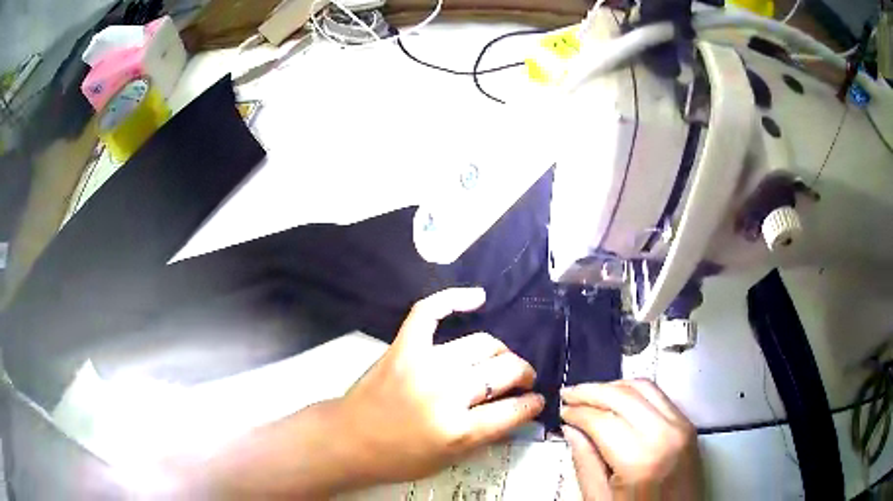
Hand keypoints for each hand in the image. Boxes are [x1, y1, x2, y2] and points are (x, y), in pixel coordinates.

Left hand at [336, 288, 544, 483]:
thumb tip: (519, 410)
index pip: (514, 410)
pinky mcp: (403, 346)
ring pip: (482, 343)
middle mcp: (446, 393)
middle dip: (523, 375)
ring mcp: (423, 364)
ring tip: (501, 360)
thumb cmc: (400, 457)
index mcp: (458, 430)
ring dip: (501, 352)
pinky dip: (455, 299)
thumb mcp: (450, 459)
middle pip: (503, 371)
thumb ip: (486, 435)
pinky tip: (478, 298)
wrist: (349, 439)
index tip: (538, 400)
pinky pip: (431, 311)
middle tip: (522, 379)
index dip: (533, 404)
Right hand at [561, 380, 701, 500]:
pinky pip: (660, 395)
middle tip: (569, 394)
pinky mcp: (688, 425)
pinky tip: (618, 398)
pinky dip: (635, 391)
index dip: (578, 412)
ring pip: (643, 387)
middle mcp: (665, 434)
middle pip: (623, 396)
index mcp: (640, 460)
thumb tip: (572, 429)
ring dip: (613, 386)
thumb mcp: (601, 500)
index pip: (602, 420)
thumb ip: (585, 463)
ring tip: (590, 393)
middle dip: (591, 391)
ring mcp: (681, 426)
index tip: (562, 410)